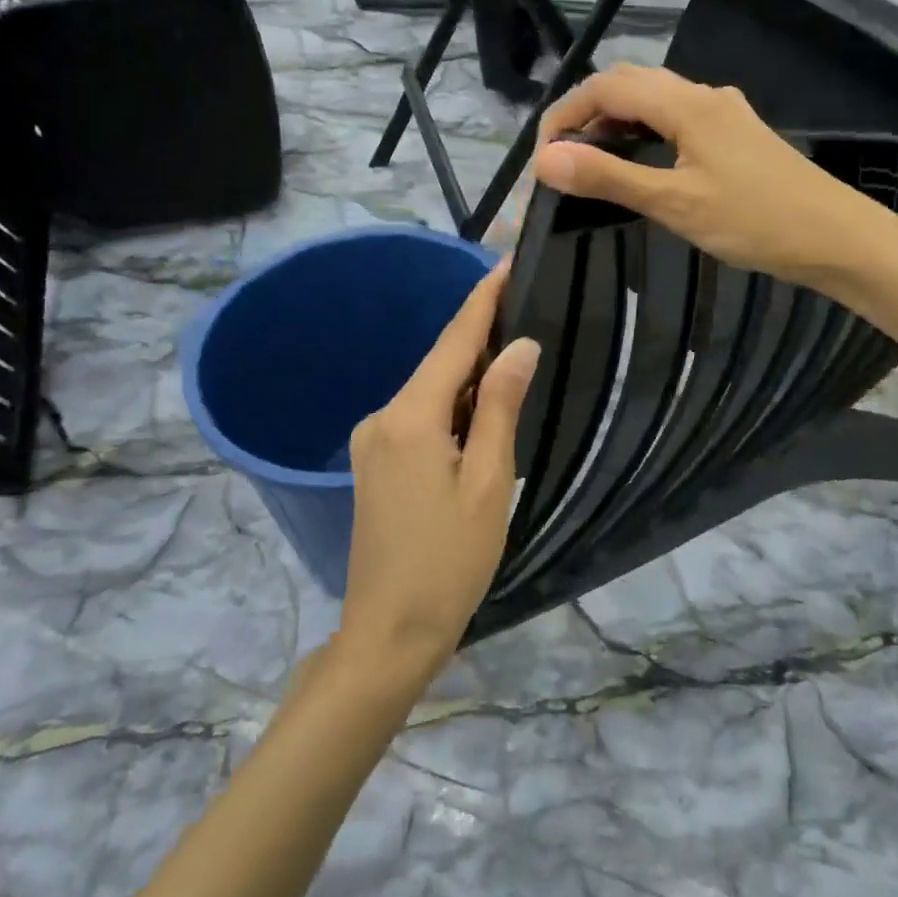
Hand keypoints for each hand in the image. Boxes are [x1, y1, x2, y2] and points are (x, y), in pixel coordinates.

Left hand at [339, 263, 540, 686]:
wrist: (388, 632)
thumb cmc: (450, 561)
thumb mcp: (489, 482)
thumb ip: (500, 407)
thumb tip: (518, 345)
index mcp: (411, 417)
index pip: (453, 342)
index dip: (481, 301)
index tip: (505, 263)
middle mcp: (383, 416)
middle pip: (439, 363)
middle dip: (480, 336)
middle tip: (525, 308)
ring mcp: (373, 440)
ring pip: (429, 391)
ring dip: (468, 376)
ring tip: (513, 358)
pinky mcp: (374, 462)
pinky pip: (418, 416)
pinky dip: (452, 406)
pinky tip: (480, 411)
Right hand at [533, 64, 897, 288]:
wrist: (836, 238)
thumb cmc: (755, 221)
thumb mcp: (674, 202)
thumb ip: (609, 178)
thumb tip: (546, 160)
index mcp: (687, 104)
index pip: (607, 86)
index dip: (565, 114)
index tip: (543, 157)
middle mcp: (704, 95)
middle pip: (629, 83)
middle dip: (587, 113)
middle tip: (562, 159)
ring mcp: (723, 112)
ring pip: (653, 99)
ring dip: (615, 121)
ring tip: (590, 162)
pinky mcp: (735, 133)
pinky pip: (675, 117)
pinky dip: (643, 131)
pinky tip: (639, 162)